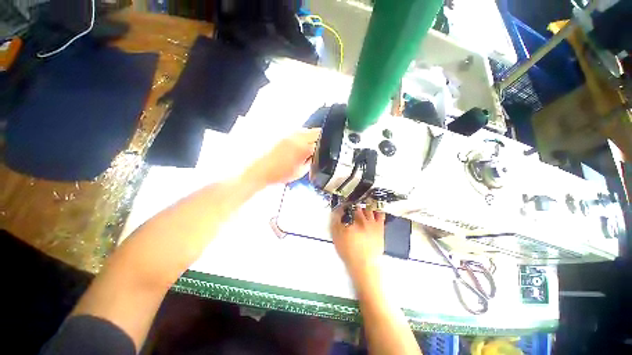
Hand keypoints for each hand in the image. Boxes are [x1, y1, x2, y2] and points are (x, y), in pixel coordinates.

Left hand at [247, 129, 319, 185]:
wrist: (262, 170)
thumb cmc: (280, 174)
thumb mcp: (301, 171)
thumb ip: (311, 161)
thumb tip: (316, 155)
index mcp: (303, 149)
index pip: (321, 142)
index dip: (325, 147)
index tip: (326, 151)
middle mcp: (298, 138)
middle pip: (317, 132)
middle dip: (322, 139)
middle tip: (322, 147)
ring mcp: (291, 135)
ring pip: (309, 130)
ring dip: (313, 136)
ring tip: (313, 145)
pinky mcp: (285, 135)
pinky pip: (300, 132)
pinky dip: (305, 136)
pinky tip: (303, 144)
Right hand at [331, 207, 385, 276]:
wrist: (364, 265)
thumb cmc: (349, 253)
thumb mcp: (336, 238)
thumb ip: (335, 223)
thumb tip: (335, 212)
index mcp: (350, 222)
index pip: (346, 208)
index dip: (343, 205)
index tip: (342, 206)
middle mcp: (361, 220)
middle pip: (357, 206)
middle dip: (353, 205)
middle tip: (351, 206)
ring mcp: (372, 222)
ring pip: (368, 207)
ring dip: (364, 205)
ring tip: (361, 206)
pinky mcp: (380, 227)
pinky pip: (380, 214)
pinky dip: (377, 209)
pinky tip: (374, 208)